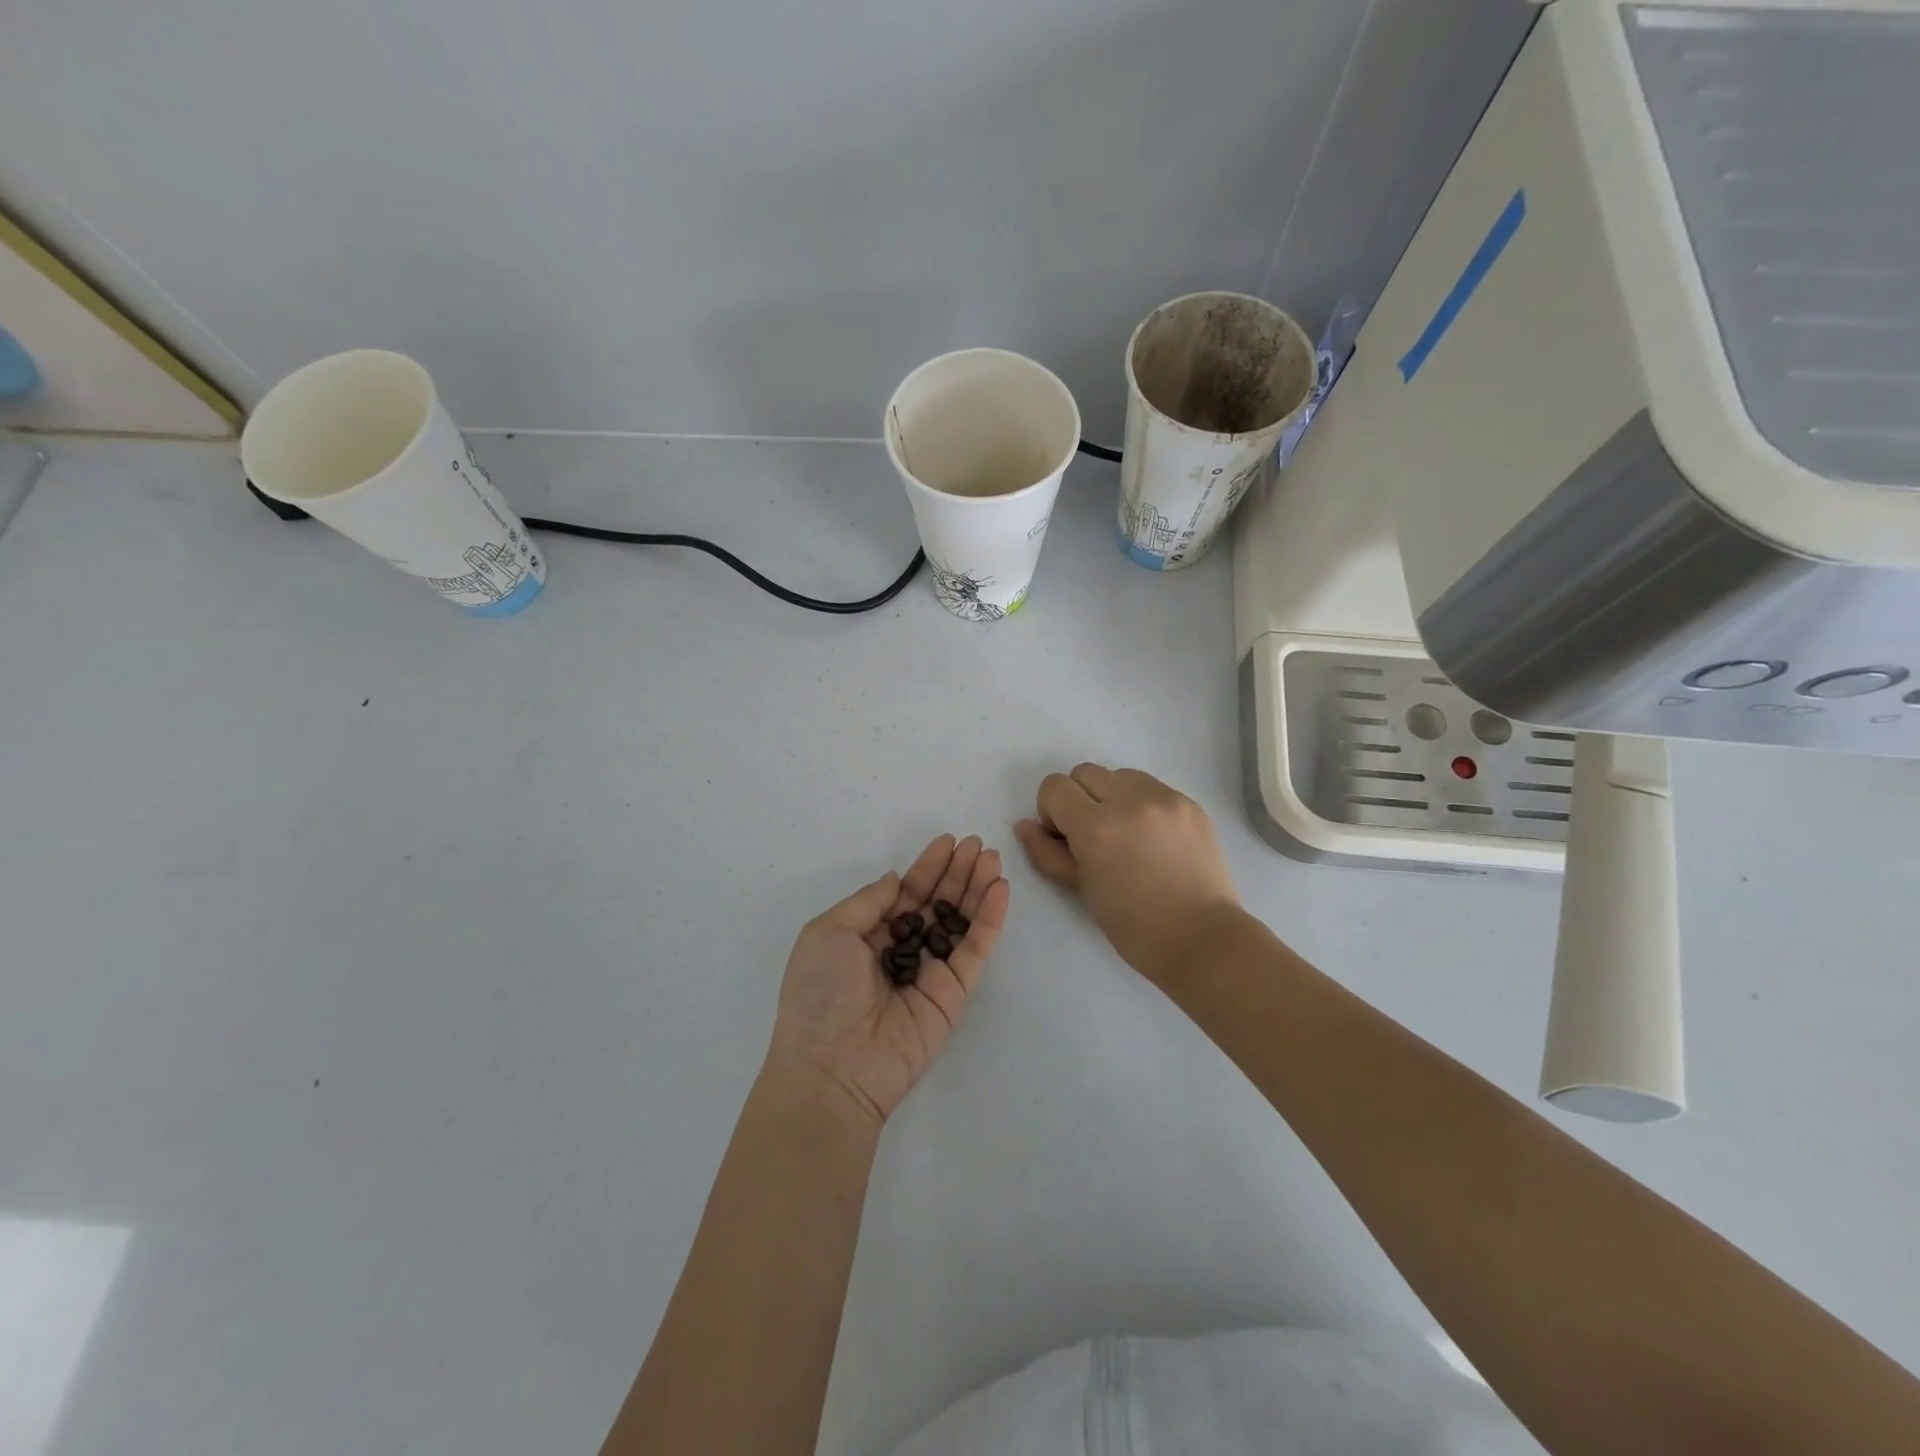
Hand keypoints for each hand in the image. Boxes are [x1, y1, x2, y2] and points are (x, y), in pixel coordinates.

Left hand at [766, 835, 1009, 1126]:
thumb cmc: (820, 993)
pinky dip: (989, 920)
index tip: (947, 841)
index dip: (927, 867)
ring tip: (993, 859)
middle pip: (937, 903)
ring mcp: (930, 972)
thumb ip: (867, 902)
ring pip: (960, 922)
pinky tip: (999, 889)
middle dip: (957, 873)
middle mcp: (901, 950)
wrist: (833, 1065)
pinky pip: (975, 950)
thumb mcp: (827, 932)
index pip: (905, 893)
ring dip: (977, 889)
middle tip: (979, 844)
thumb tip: (896, 880)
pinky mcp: (954, 993)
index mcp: (868, 936)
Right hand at [1015, 764, 1240, 986]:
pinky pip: (1151, 786)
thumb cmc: (1133, 925)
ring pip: (1119, 774)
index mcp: (1096, 827)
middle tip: (1094, 837)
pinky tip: (1153, 838)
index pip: (1054, 787)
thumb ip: (1046, 853)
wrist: (1201, 938)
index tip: (1067, 839)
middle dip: (1079, 799)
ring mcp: (1164, 798)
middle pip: (1084, 773)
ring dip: (1112, 796)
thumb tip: (1023, 825)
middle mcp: (1129, 801)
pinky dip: (1141, 803)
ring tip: (1126, 834)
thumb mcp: (1080, 889)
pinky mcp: (1189, 802)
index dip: (1052, 811)